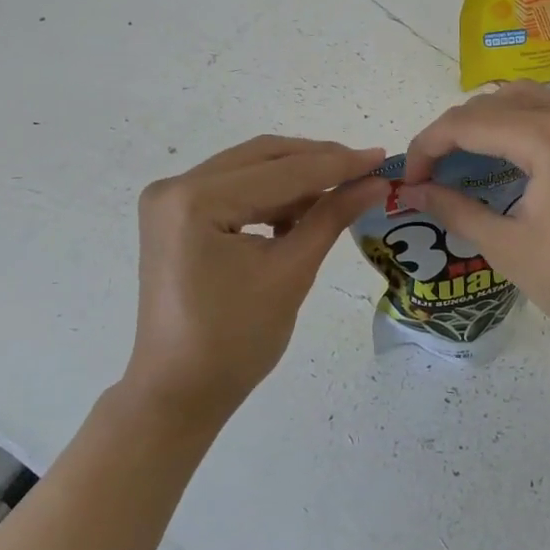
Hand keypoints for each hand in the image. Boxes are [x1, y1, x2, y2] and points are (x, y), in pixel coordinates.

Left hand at [126, 136, 385, 424]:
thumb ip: (332, 216)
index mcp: (196, 200)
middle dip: (316, 161)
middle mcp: (175, 187)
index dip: (336, 163)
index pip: (281, 171)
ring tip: (340, 190)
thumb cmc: (236, 341)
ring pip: (248, 169)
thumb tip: (375, 182)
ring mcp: (169, 200)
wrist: (179, 392)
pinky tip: (301, 209)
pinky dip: (268, 195)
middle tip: (364, 168)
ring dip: (294, 177)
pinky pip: (232, 189)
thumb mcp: (291, 272)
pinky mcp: (173, 215)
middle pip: (261, 158)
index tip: (381, 158)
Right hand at [400, 82, 549, 363]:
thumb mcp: (508, 248)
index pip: (466, 124)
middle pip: (491, 105)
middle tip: (430, 177)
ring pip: (523, 99)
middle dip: (451, 135)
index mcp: (547, 138)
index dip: (426, 148)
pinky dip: (526, 120)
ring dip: (486, 123)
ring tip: (463, 162)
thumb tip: (411, 192)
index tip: (408, 182)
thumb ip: (455, 209)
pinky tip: (517, 150)